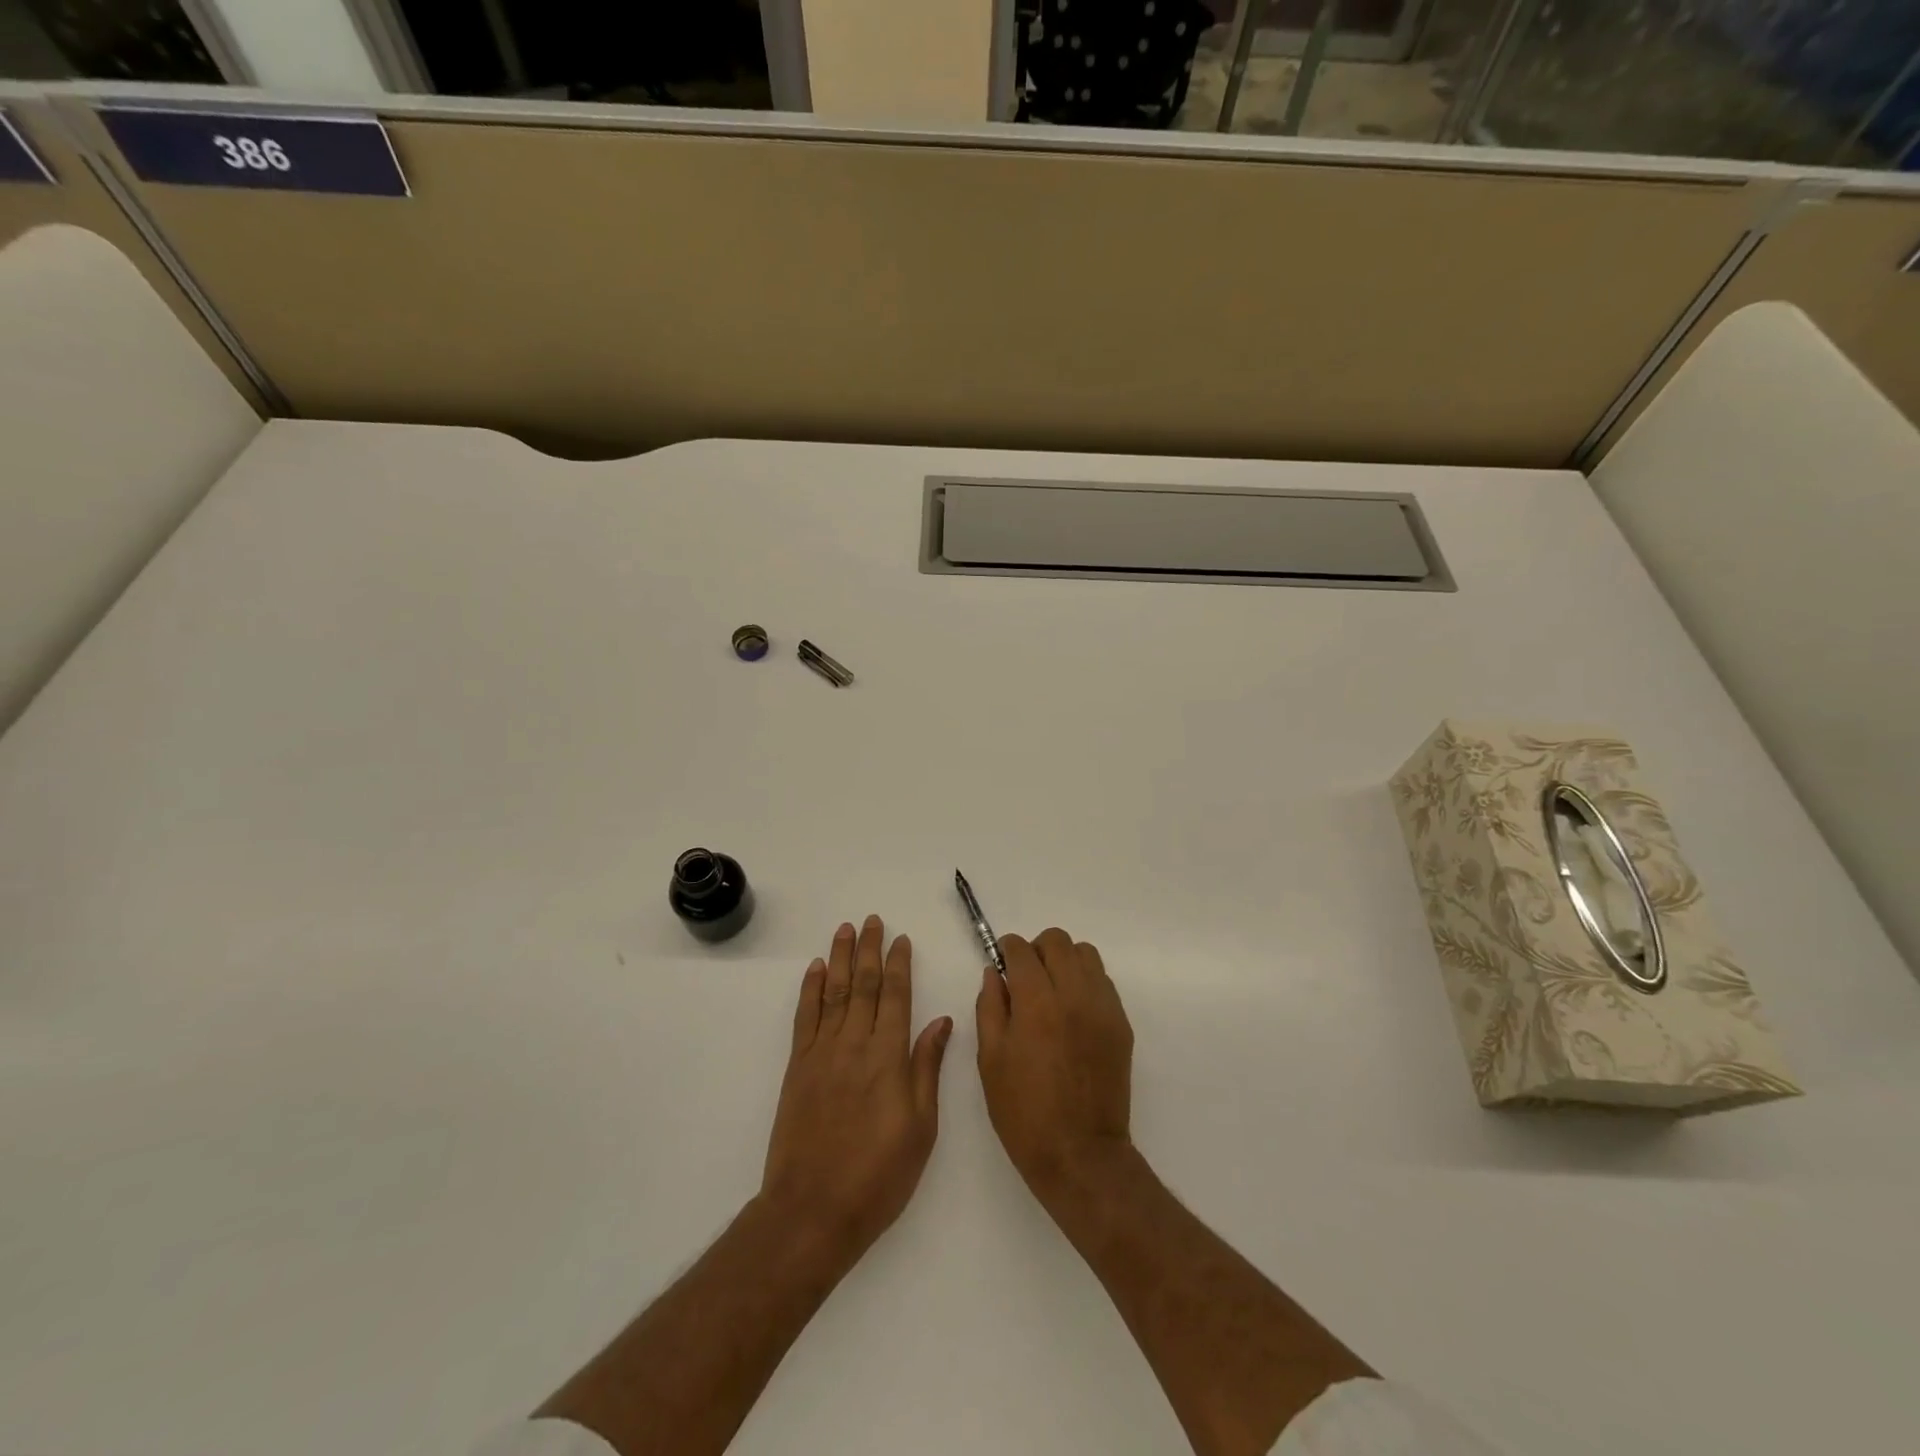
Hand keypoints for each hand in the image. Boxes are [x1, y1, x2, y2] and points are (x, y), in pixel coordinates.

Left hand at [760, 916, 952, 1268]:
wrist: (813, 1210)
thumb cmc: (878, 1175)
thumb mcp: (921, 1128)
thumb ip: (927, 1068)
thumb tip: (941, 1021)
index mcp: (889, 1058)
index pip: (896, 996)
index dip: (899, 964)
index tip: (901, 939)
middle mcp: (855, 1044)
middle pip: (862, 985)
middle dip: (869, 950)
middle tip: (872, 920)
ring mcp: (822, 1053)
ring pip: (833, 992)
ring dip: (839, 958)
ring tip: (845, 930)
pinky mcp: (798, 1068)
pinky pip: (805, 1017)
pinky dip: (810, 990)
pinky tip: (815, 970)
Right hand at [976, 928, 1134, 1206]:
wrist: (1080, 1153)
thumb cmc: (1024, 1111)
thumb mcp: (991, 1060)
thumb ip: (990, 1007)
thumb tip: (995, 973)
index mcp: (1037, 1003)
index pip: (1022, 950)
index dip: (1008, 949)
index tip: (1002, 960)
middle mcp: (1074, 995)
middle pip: (1058, 941)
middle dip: (1037, 949)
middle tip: (1025, 976)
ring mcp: (1103, 1007)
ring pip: (1086, 954)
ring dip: (1065, 961)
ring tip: (1052, 990)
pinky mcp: (1121, 1024)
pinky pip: (1103, 982)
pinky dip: (1085, 982)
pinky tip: (1072, 1012)